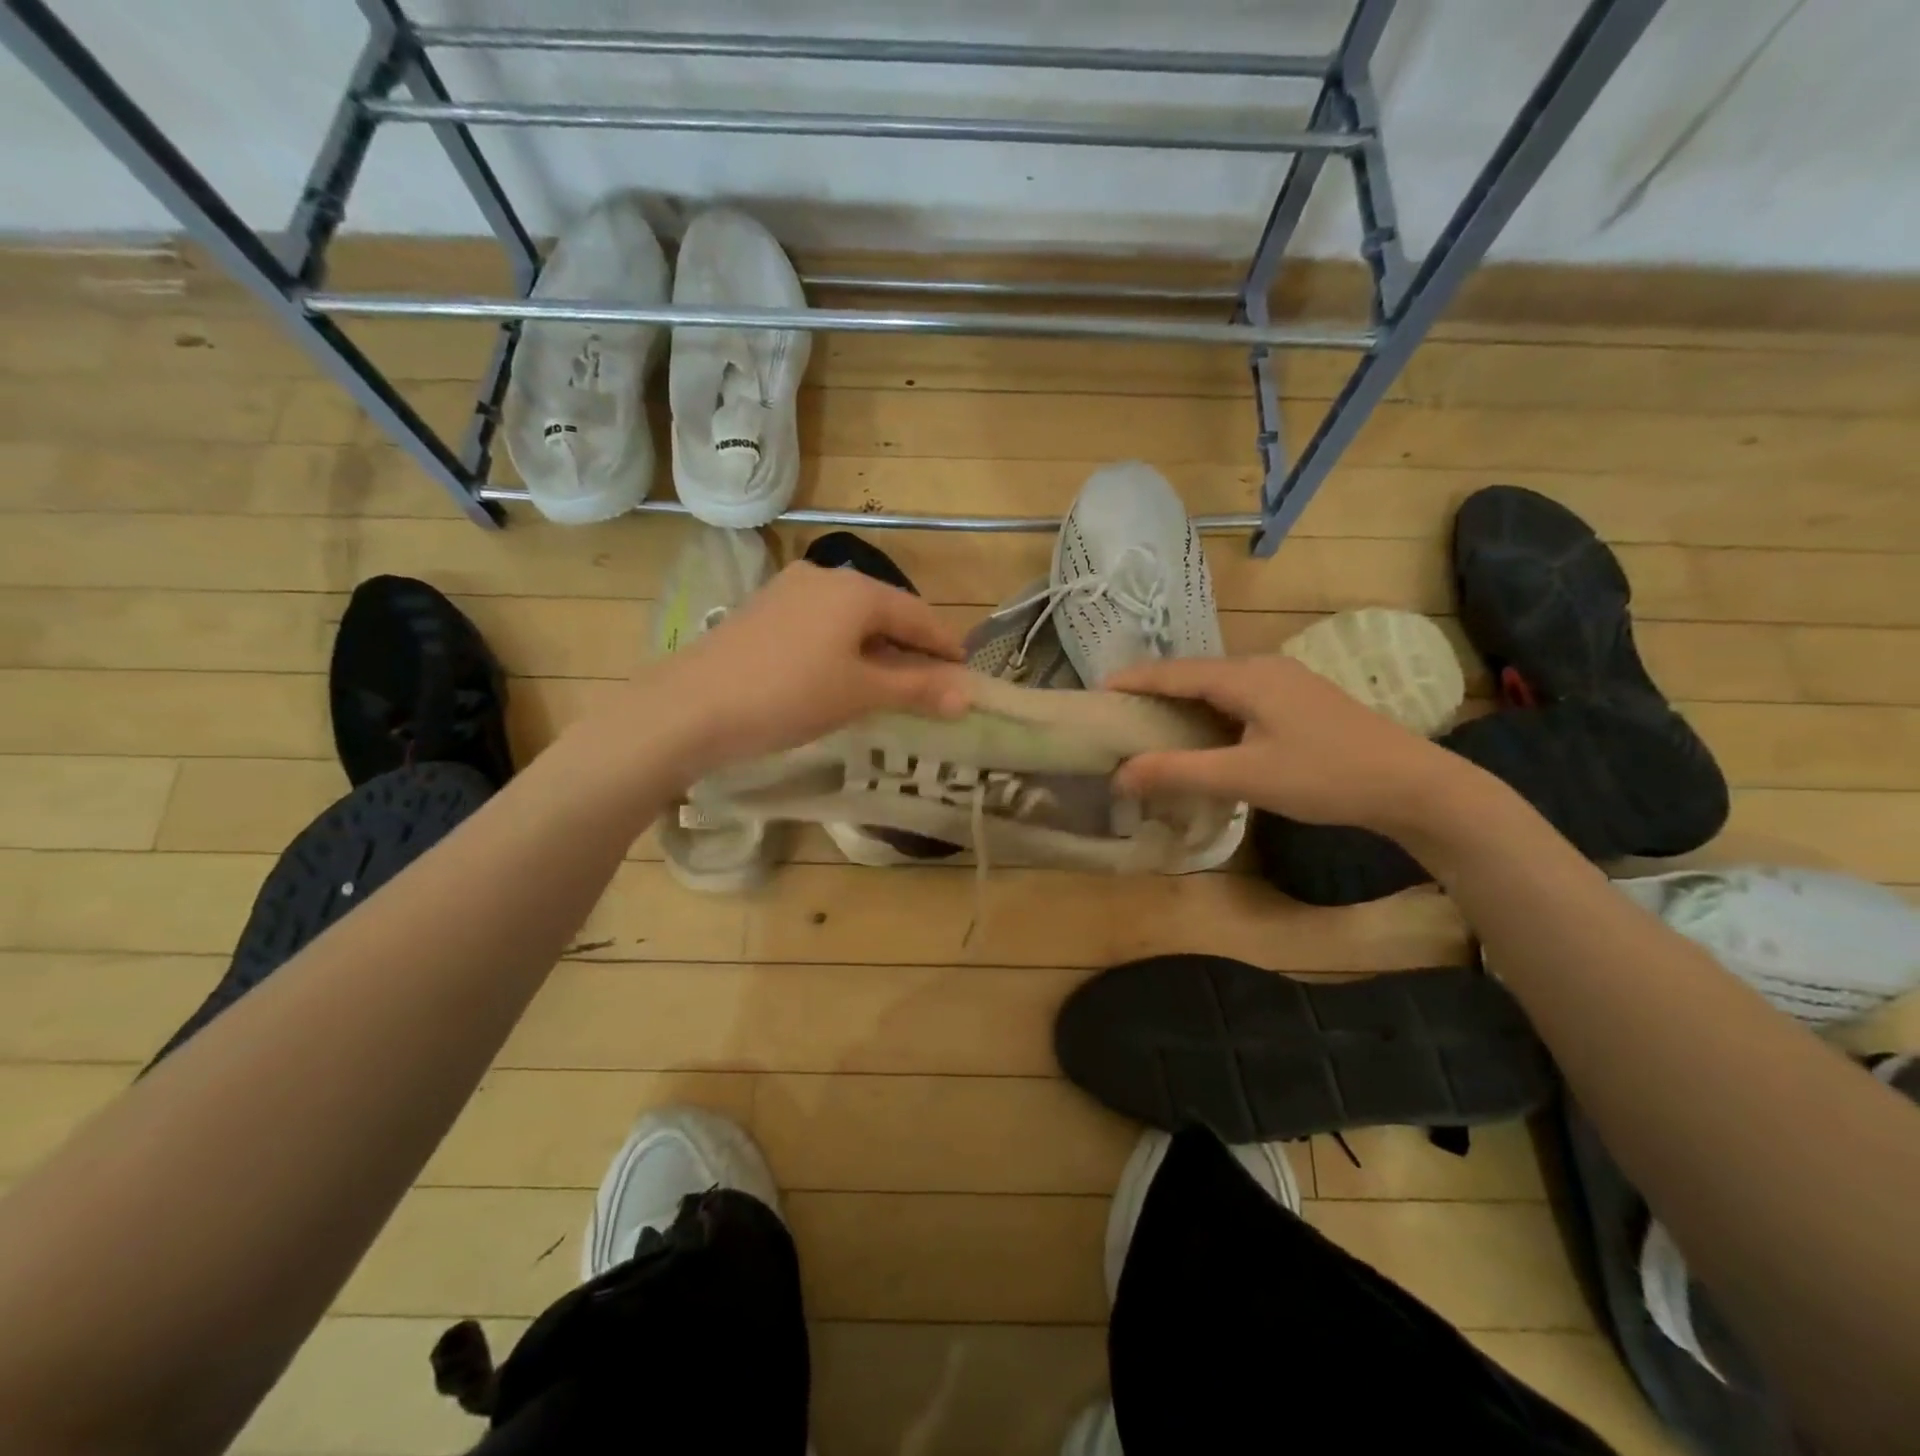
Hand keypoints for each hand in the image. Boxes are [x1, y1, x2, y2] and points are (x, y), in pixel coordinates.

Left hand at [628, 561, 970, 780]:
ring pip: (850, 618)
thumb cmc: (789, 696)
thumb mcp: (861, 694)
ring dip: (876, 648)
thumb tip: (968, 694)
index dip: (945, 646)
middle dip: (911, 647)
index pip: (918, 615)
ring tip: (891, 682)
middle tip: (931, 682)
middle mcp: (824, 577)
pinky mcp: (763, 611)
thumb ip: (917, 689)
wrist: (691, 706)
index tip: (965, 673)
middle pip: (885, 611)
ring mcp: (788, 591)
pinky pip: (821, 625)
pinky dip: (843, 648)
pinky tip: (841, 674)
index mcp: (856, 590)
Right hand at [1106, 655, 1473, 833]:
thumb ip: (1178, 773)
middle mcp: (1261, 667)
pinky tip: (1202, 736)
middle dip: (1152, 692)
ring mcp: (1284, 681)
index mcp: (1245, 676)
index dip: (1132, 681)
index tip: (1095, 693)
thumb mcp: (1245, 777)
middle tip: (1116, 717)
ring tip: (1149, 727)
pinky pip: (1238, 698)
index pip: (1172, 672)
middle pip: (1192, 674)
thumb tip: (1119, 776)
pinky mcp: (1298, 701)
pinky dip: (1208, 713)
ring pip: (1216, 686)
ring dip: (1181, 704)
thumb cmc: (1325, 776)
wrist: (1412, 785)